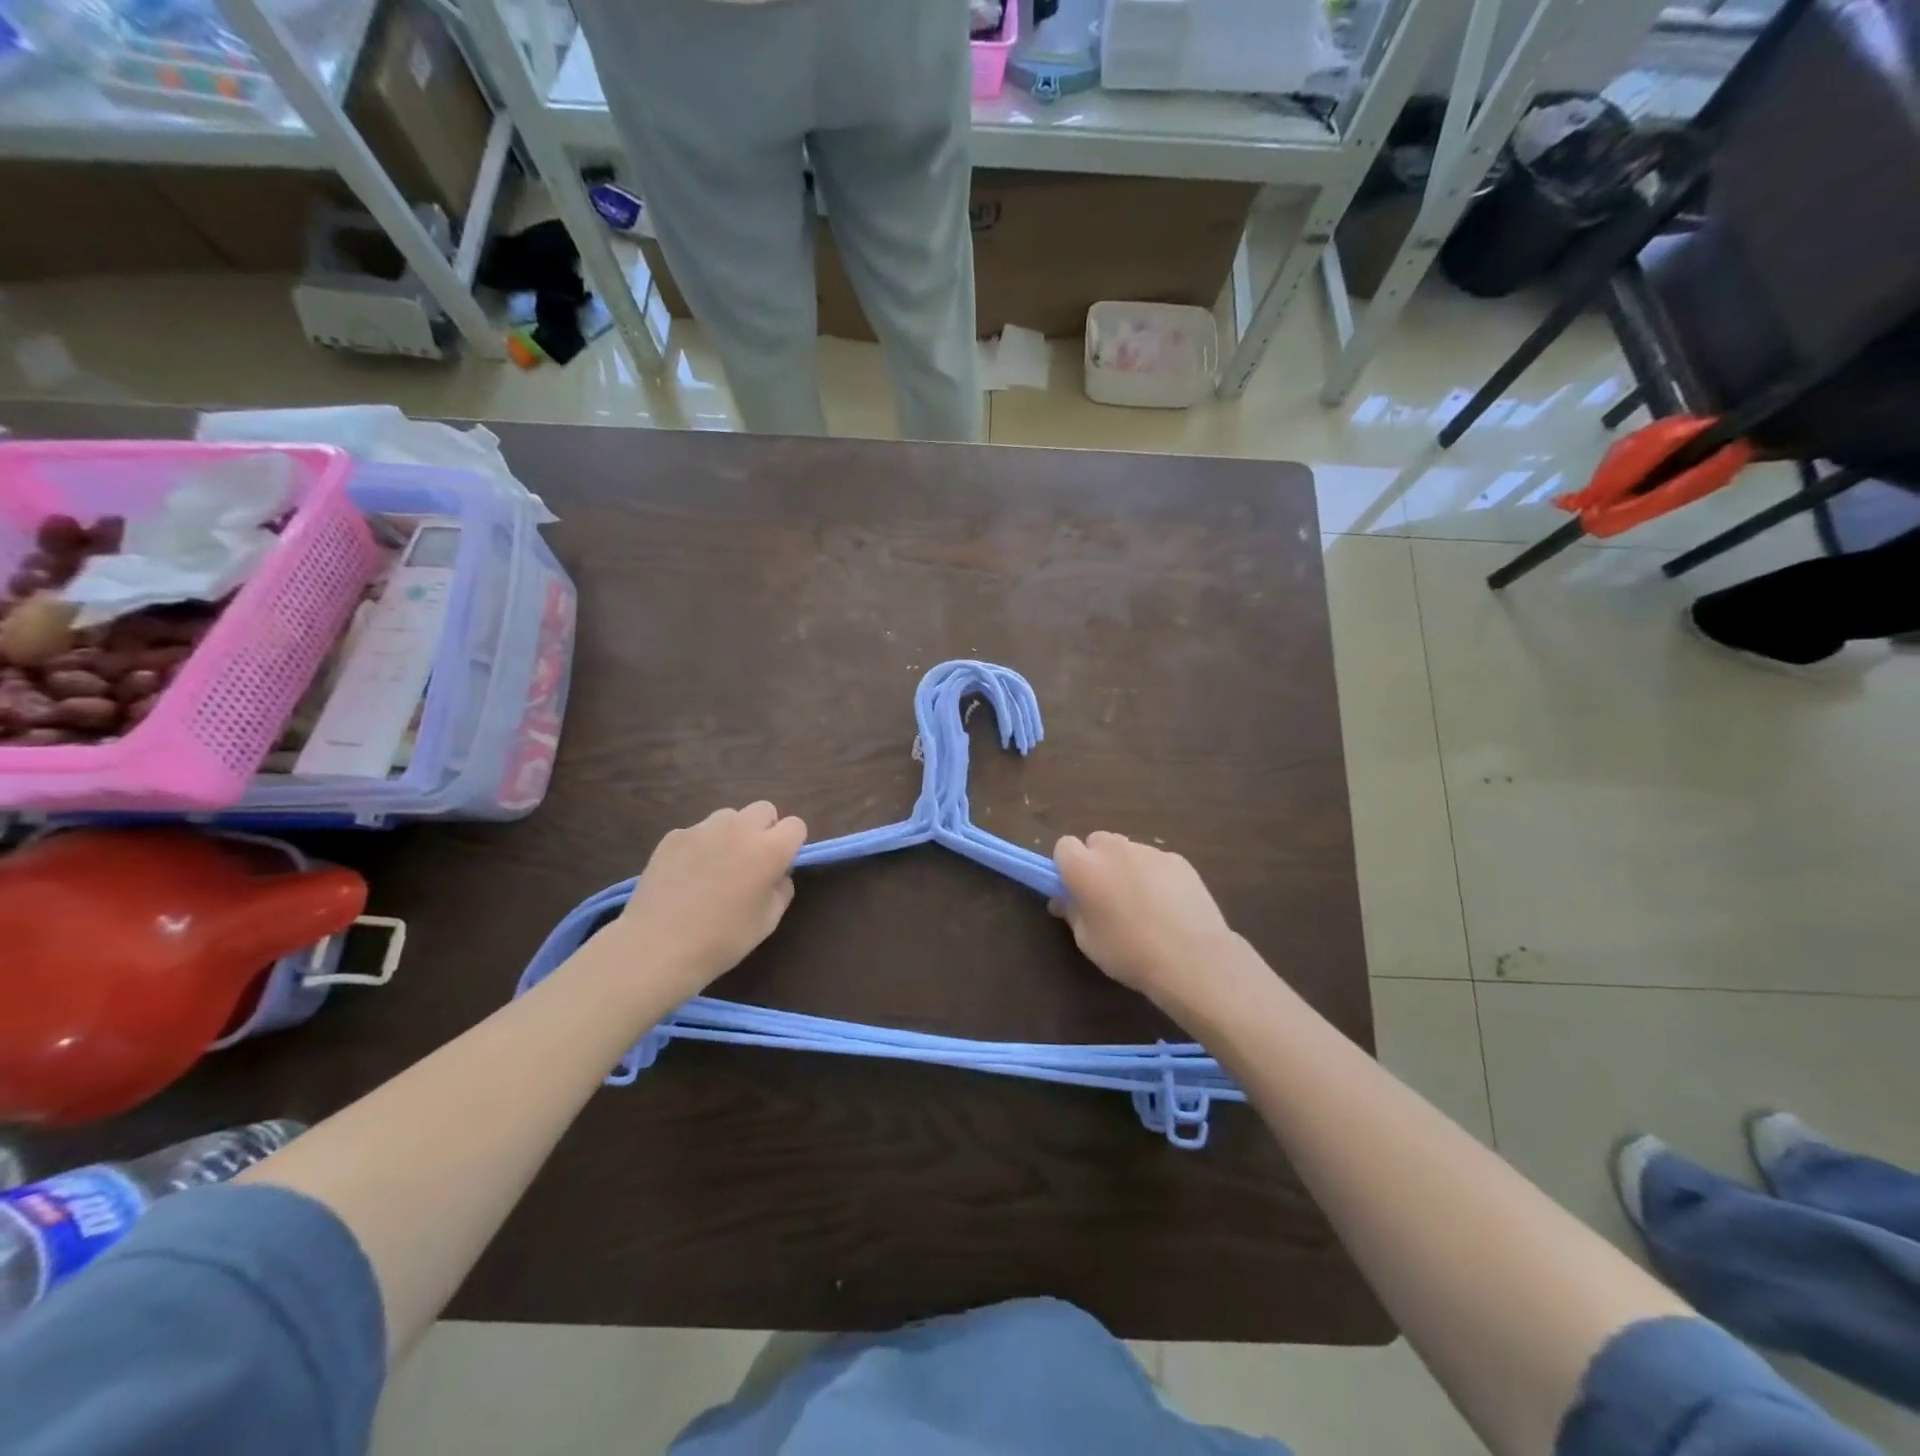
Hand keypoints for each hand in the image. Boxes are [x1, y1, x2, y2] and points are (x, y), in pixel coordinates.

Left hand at [605, 802, 806, 1002]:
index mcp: (769, 850)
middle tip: (751, 862)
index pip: (796, 825)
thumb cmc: (721, 940)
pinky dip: (700, 846)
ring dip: (732, 833)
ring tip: (717, 866)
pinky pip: (698, 831)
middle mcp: (740, 829)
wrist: (657, 947)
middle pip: (763, 809)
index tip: (779, 866)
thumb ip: (781, 888)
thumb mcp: (768, 921)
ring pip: (729, 817)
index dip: (791, 844)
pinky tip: (687, 875)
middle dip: (764, 829)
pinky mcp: (673, 836)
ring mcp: (703, 829)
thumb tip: (777, 873)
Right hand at [1051, 832, 1245, 1018]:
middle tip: (1107, 894)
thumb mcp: (1087, 940)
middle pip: (1097, 841)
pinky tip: (1168, 905)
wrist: (1192, 958)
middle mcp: (1114, 849)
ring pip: (1128, 850)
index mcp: (1084, 867)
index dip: (1067, 865)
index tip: (1075, 888)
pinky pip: (1156, 861)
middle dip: (1097, 861)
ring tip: (1142, 902)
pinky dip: (1155, 875)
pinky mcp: (1177, 859)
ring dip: (1126, 867)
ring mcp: (1149, 851)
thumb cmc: (1128, 953)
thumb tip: (1064, 900)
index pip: (1064, 846)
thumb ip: (1072, 912)